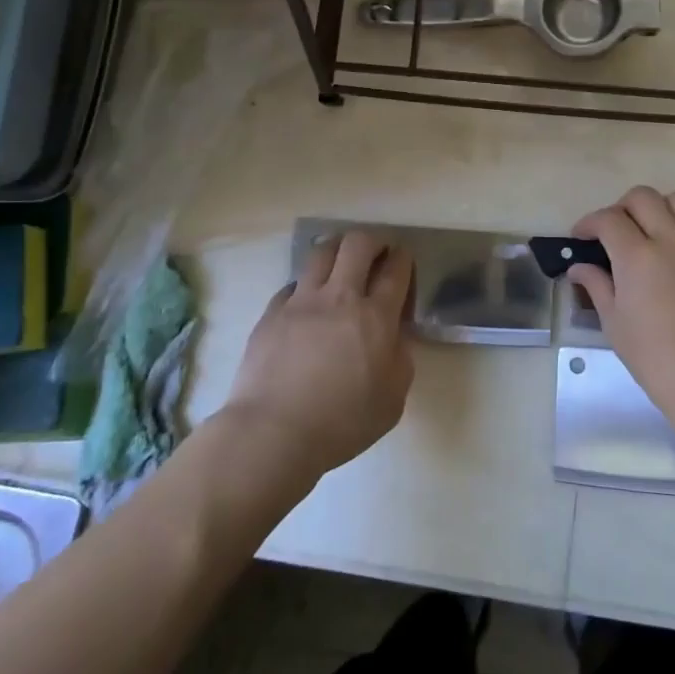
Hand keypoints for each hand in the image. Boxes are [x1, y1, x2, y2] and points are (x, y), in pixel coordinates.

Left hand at [226, 229, 415, 476]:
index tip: (402, 260)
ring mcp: (301, 301)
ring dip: (337, 251)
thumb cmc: (342, 423)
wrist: (273, 432)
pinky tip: (306, 304)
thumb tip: (393, 336)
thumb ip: (400, 359)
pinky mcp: (271, 312)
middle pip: (358, 244)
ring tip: (340, 265)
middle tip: (375, 255)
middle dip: (372, 241)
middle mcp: (339, 297)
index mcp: (376, 317)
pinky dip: (305, 287)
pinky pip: (292, 284)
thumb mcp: (393, 399)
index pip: (395, 269)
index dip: (403, 258)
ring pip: (321, 252)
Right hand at [569, 187, 674, 434]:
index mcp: (637, 256)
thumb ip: (597, 286)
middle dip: (622, 208)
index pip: (608, 219)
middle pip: (643, 198)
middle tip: (615, 232)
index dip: (588, 223)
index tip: (581, 238)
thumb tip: (579, 268)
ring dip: (661, 208)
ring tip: (654, 230)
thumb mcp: (615, 324)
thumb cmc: (655, 358)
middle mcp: (671, 240)